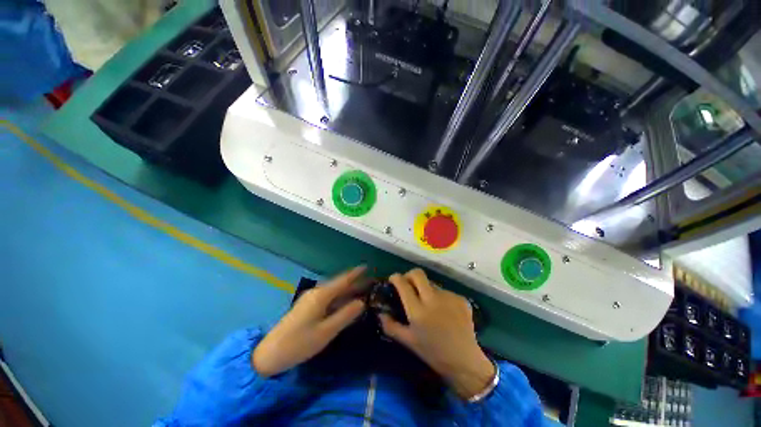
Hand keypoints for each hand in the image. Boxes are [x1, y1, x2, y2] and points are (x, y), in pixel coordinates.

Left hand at [252, 266, 366, 376]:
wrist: (270, 354)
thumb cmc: (299, 343)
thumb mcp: (326, 331)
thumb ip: (345, 315)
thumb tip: (362, 302)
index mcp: (321, 295)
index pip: (343, 280)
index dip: (355, 273)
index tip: (367, 266)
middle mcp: (316, 293)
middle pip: (339, 285)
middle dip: (354, 282)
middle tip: (370, 282)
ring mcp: (311, 300)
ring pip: (334, 292)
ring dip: (348, 290)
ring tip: (362, 290)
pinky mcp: (308, 307)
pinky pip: (328, 298)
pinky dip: (340, 298)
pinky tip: (346, 302)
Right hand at [379, 269, 494, 399]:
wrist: (465, 361)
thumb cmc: (433, 353)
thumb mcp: (408, 342)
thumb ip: (391, 326)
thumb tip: (380, 312)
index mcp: (418, 311)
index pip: (403, 284)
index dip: (395, 278)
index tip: (393, 279)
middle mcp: (433, 299)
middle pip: (418, 274)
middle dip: (410, 275)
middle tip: (409, 284)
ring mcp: (449, 297)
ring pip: (432, 283)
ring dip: (426, 289)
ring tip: (430, 305)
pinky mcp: (461, 299)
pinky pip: (445, 292)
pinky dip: (440, 298)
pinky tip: (444, 312)